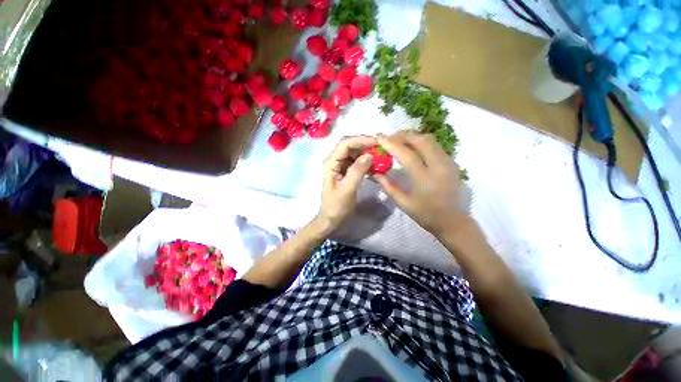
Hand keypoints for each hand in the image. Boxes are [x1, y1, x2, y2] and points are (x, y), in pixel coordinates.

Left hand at [316, 135, 376, 231]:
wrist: (331, 219)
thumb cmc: (337, 206)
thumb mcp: (347, 189)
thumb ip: (357, 171)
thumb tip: (369, 155)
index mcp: (331, 163)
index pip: (345, 144)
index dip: (361, 140)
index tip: (377, 142)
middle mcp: (334, 160)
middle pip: (350, 145)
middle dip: (365, 144)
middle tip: (382, 148)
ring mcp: (340, 165)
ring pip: (354, 152)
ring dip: (367, 152)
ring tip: (381, 155)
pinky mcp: (346, 171)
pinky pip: (357, 161)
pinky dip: (366, 161)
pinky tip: (375, 164)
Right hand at [374, 131, 467, 236]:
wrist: (451, 221)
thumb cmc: (425, 214)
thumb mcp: (402, 202)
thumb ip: (387, 185)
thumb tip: (374, 172)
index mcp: (424, 178)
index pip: (406, 154)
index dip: (391, 143)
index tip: (379, 137)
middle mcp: (438, 166)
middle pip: (420, 140)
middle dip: (403, 135)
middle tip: (389, 138)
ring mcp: (448, 162)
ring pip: (429, 139)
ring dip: (413, 137)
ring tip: (400, 141)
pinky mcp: (452, 162)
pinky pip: (435, 145)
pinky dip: (421, 142)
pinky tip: (413, 148)